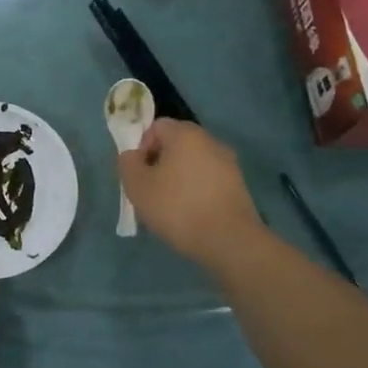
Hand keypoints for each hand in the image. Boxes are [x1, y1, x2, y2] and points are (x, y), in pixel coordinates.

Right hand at [117, 119, 263, 270]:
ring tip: (171, 207)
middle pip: (176, 144)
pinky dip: (197, 191)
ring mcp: (228, 163)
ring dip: (179, 178)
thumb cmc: (177, 207)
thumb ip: (127, 163)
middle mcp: (210, 141)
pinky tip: (191, 215)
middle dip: (160, 163)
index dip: (142, 147)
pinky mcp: (239, 186)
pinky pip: (209, 180)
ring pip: (193, 163)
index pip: (156, 127)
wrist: (229, 241)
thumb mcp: (137, 186)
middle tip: (151, 191)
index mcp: (185, 134)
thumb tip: (133, 156)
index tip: (140, 174)